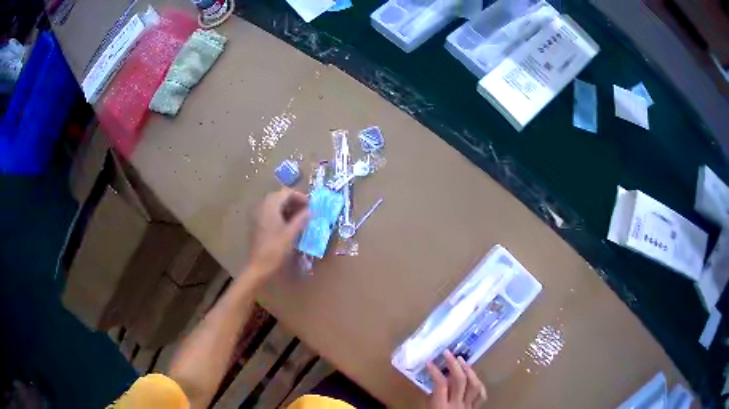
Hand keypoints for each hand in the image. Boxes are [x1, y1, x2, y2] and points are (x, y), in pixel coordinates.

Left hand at [248, 188, 308, 280]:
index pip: (286, 192)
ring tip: (300, 217)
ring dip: (288, 208)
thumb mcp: (291, 234)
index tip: (311, 205)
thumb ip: (301, 219)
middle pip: (279, 197)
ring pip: (275, 204)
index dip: (300, 197)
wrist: (258, 266)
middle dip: (294, 201)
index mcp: (270, 206)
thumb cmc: (275, 249)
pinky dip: (280, 214)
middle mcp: (262, 206)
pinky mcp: (257, 223)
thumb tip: (312, 210)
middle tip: (307, 210)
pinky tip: (289, 224)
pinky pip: (270, 212)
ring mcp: (258, 215)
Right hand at [427, 351, 486, 408]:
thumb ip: (430, 397)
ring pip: (474, 385)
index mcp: (441, 406)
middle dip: (454, 364)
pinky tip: (473, 376)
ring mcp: (468, 406)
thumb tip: (432, 381)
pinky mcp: (475, 408)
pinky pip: (481, 394)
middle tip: (448, 353)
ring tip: (461, 360)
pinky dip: (478, 383)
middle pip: (460, 381)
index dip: (435, 371)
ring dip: (469, 370)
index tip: (429, 362)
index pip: (441, 384)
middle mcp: (457, 404)